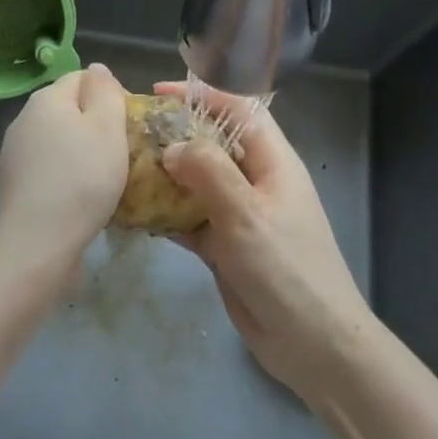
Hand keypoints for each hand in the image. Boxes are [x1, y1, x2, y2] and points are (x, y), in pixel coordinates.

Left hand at [0, 64, 128, 283]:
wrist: (35, 244)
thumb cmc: (81, 180)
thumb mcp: (107, 128)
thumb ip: (105, 92)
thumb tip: (97, 69)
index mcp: (47, 98)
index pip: (82, 78)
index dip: (109, 95)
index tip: (128, 125)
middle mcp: (24, 118)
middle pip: (67, 109)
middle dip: (94, 125)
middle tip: (121, 153)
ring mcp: (13, 153)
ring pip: (56, 140)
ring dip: (78, 152)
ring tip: (102, 179)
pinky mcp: (11, 184)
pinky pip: (45, 169)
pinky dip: (63, 176)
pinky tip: (78, 200)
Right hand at [156, 82, 375, 402]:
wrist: (313, 345)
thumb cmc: (286, 269)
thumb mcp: (246, 214)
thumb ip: (208, 172)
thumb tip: (171, 147)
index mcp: (272, 162)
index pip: (237, 110)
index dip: (202, 95)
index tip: (158, 94)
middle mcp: (255, 181)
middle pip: (212, 143)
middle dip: (174, 134)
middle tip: (130, 133)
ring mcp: (239, 214)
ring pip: (196, 181)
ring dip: (164, 175)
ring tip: (123, 167)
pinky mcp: (225, 246)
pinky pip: (190, 218)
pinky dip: (165, 213)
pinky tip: (133, 212)